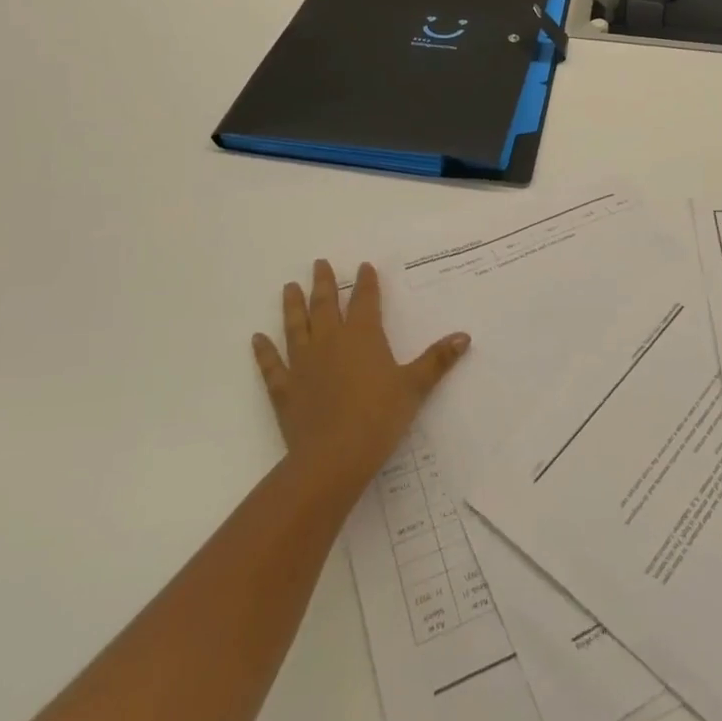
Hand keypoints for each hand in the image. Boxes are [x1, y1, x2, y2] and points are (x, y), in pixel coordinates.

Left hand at [251, 260, 470, 491]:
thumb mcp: (415, 387)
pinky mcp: (285, 388)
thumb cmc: (379, 417)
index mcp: (363, 337)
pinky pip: (272, 365)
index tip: (363, 266)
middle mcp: (330, 341)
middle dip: (324, 283)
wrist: (333, 456)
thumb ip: (437, 360)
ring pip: (296, 326)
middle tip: (319, 263)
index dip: (366, 283)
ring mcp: (303, 364)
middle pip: (325, 305)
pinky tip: (257, 339)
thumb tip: (465, 336)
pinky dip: (264, 351)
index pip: (365, 301)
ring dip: (292, 306)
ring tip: (288, 287)